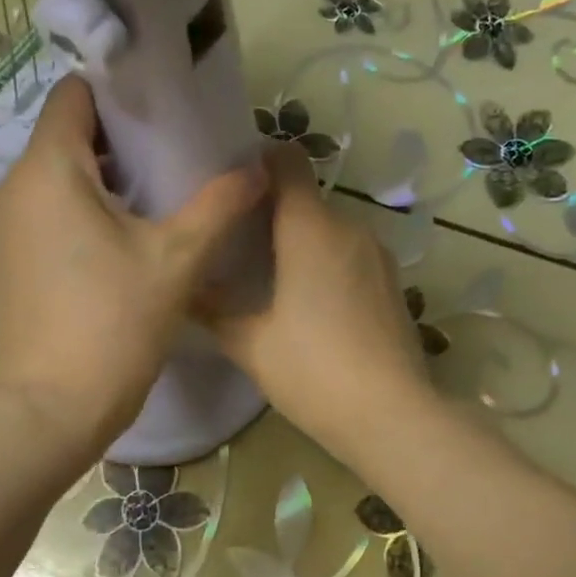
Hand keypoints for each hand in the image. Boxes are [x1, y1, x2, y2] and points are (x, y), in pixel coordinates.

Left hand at [0, 75, 263, 458]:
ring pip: (50, 180)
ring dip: (96, 184)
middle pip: (64, 138)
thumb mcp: (178, 259)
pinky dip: (71, 216)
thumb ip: (220, 204)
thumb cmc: (115, 324)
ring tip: (147, 209)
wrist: (52, 409)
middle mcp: (8, 187)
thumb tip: (258, 168)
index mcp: (47, 169)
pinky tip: (110, 249)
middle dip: (116, 145)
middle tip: (170, 165)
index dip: (119, 93)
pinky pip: (37, 216)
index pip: (75, 94)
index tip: (162, 113)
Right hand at [198, 142, 435, 457]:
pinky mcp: (393, 282)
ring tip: (270, 277)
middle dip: (273, 212)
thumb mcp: (250, 343)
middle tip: (237, 243)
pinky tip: (311, 304)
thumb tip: (183, 288)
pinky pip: (351, 255)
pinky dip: (328, 264)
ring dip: (302, 242)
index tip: (232, 185)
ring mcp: (378, 255)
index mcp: (310, 228)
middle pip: (306, 199)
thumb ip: (212, 309)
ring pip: (330, 230)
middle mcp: (349, 228)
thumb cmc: (312, 371)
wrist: (390, 415)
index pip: (288, 161)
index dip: (260, 161)